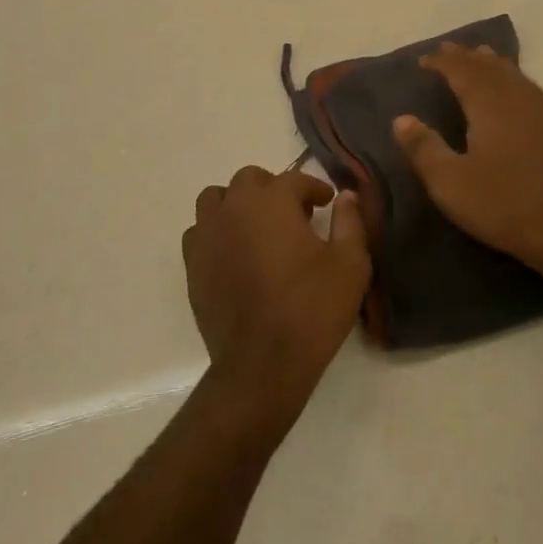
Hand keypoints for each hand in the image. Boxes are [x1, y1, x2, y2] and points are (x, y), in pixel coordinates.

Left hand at [182, 166, 370, 426]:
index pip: (295, 179)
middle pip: (250, 180)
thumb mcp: (350, 264)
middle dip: (274, 190)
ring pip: (216, 200)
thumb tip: (346, 196)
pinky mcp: (192, 265)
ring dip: (238, 205)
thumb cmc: (312, 309)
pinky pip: (200, 232)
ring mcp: (207, 235)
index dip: (315, 189)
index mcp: (272, 202)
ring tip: (258, 229)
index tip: (327, 204)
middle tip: (294, 216)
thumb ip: (350, 222)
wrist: (263, 363)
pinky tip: (235, 254)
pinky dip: (217, 232)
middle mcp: (234, 208)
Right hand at [393, 44, 542, 282]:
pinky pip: (530, 89)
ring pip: (514, 75)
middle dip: (467, 57)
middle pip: (490, 68)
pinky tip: (518, 89)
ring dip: (493, 63)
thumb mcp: (450, 183)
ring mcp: (541, 114)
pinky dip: (516, 79)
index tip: (422, 61)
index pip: (462, 72)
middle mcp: (516, 101)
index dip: (442, 63)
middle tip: (448, 50)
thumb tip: (402, 119)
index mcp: (489, 107)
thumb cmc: (503, 205)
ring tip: (481, 56)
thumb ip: (424, 148)